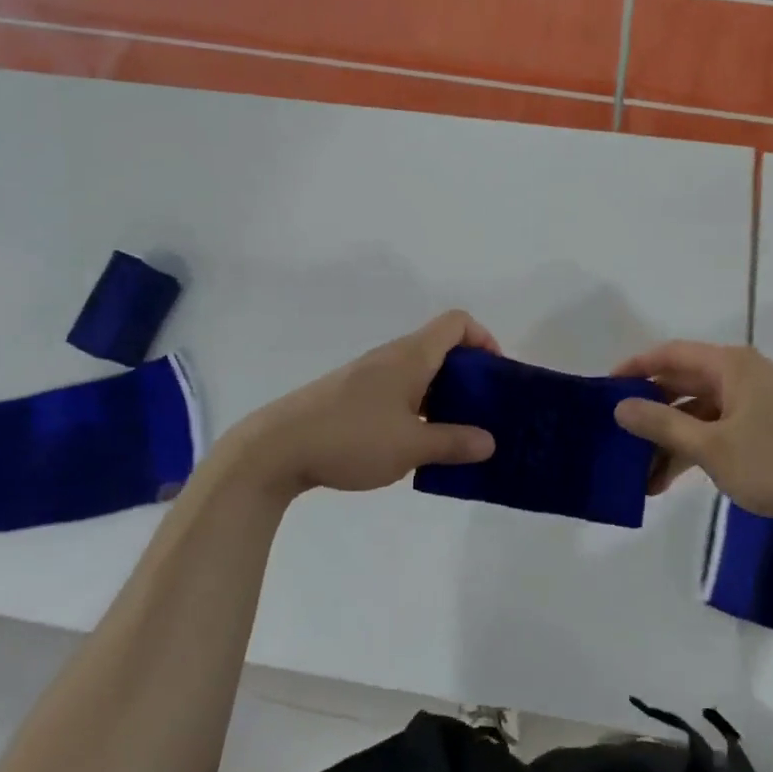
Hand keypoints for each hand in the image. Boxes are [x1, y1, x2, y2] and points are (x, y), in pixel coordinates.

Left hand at [228, 310, 499, 500]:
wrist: (276, 449)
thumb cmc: (351, 438)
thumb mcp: (411, 446)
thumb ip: (454, 442)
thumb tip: (490, 442)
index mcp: (411, 356)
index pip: (457, 322)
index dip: (484, 338)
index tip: (496, 374)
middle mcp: (392, 357)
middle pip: (441, 348)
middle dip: (469, 376)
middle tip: (484, 411)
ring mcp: (369, 376)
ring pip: (420, 373)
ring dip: (443, 395)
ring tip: (456, 433)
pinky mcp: (352, 396)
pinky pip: (399, 391)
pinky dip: (419, 407)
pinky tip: (417, 444)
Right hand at [611, 342, 772, 536]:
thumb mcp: (710, 447)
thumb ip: (661, 424)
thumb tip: (619, 407)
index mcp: (732, 365)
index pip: (672, 354)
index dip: (636, 367)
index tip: (605, 387)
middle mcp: (743, 375)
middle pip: (684, 385)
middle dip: (650, 413)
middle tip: (617, 433)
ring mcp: (755, 402)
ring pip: (699, 413)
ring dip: (670, 440)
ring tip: (640, 474)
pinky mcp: (764, 427)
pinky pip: (717, 429)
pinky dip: (693, 449)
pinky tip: (668, 480)